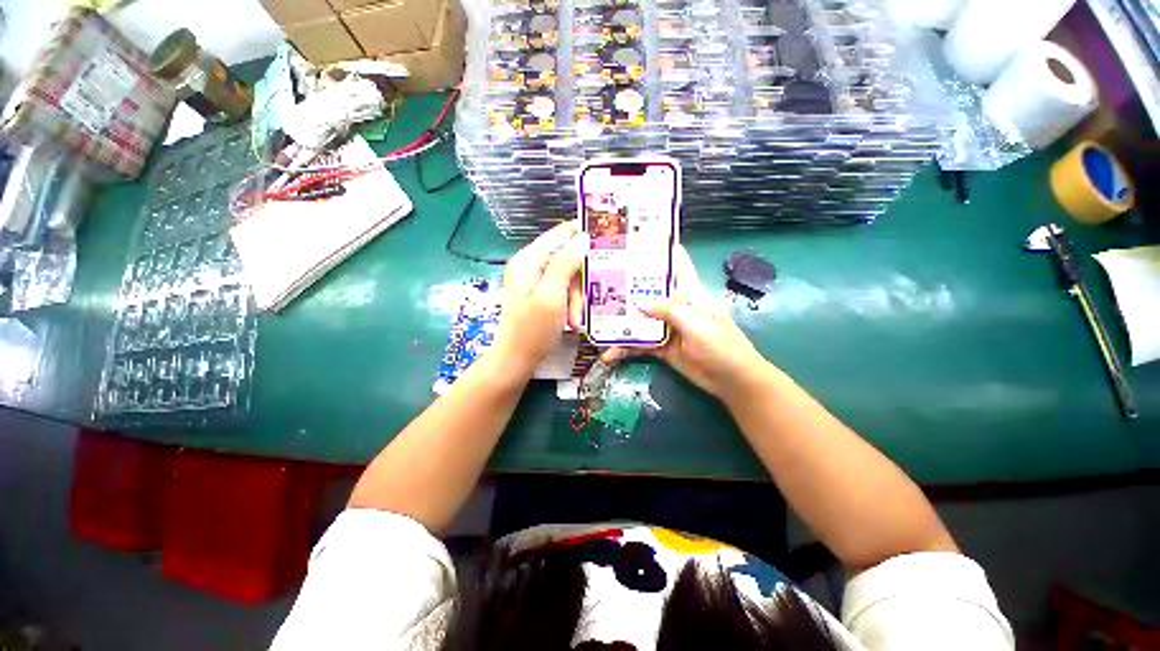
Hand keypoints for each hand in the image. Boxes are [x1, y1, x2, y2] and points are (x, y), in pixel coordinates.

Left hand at [493, 221, 586, 376]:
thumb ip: (565, 263)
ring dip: (576, 298)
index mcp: (529, 259)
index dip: (584, 235)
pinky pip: (564, 289)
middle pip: (568, 258)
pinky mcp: (541, 293)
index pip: (561, 233)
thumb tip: (583, 236)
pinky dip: (571, 304)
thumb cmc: (533, 330)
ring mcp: (535, 280)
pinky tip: (571, 321)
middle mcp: (530, 265)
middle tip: (581, 304)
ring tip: (575, 319)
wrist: (516, 360)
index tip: (608, 246)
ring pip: (569, 277)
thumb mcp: (551, 295)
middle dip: (579, 282)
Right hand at [603, 245, 770, 401]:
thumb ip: (669, 311)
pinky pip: (639, 344)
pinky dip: (625, 349)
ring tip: (597, 325)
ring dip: (621, 324)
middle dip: (627, 289)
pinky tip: (610, 355)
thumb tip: (640, 302)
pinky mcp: (661, 347)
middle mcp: (675, 306)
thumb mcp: (697, 324)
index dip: (659, 252)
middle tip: (600, 285)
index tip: (635, 245)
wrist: (732, 381)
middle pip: (649, 292)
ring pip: (639, 320)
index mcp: (689, 293)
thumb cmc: (722, 346)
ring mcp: (666, 327)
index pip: (676, 265)